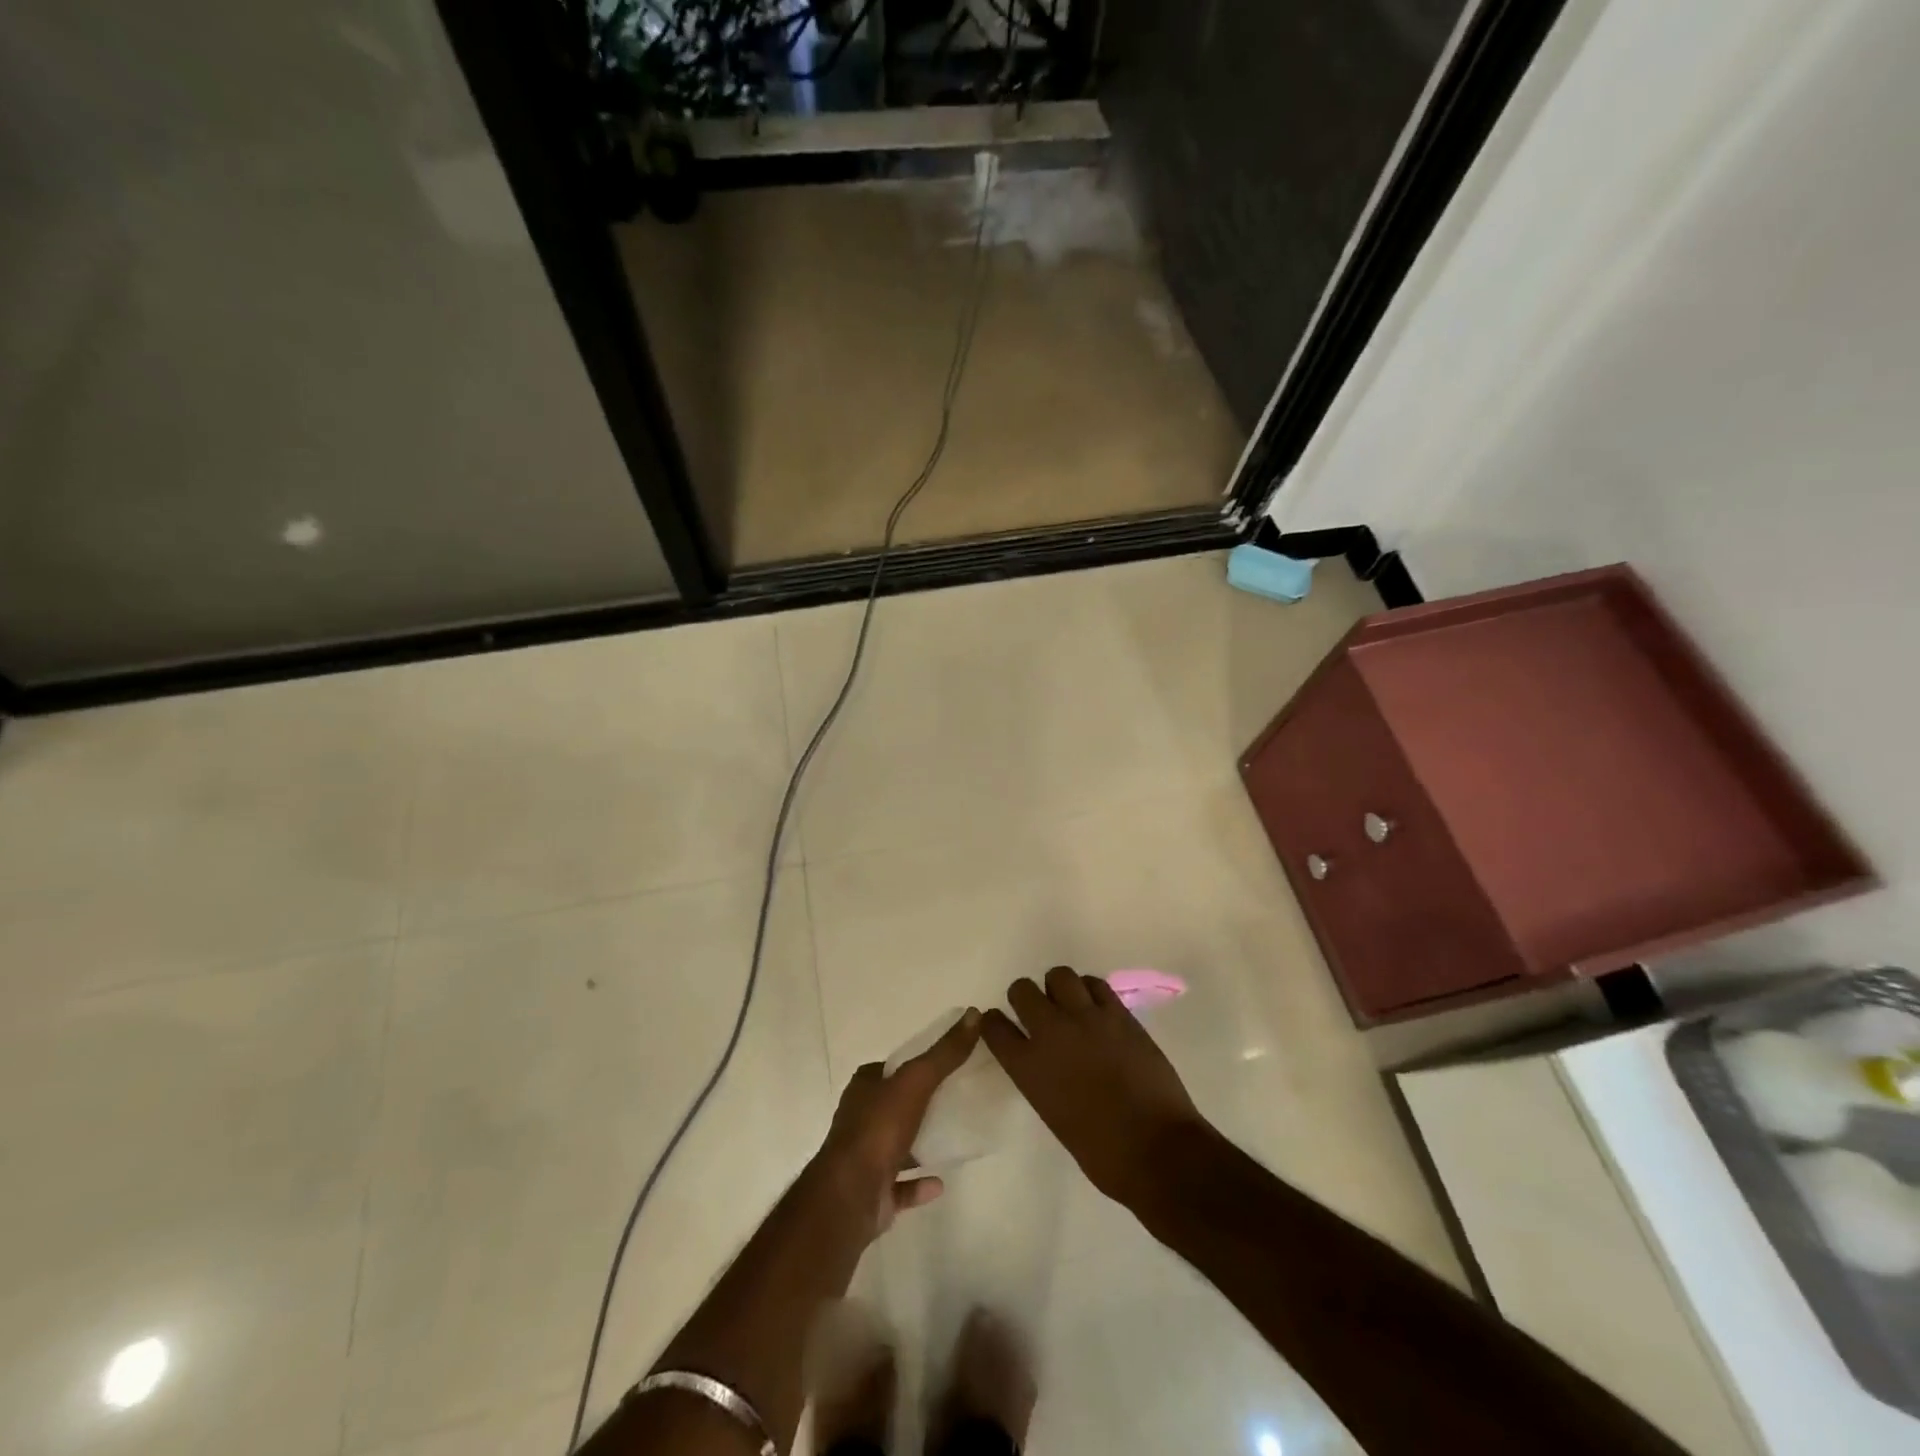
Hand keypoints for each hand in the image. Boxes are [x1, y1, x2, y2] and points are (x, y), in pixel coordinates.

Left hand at [813, 1009, 980, 1236]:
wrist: (850, 1195)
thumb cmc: (879, 1129)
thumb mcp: (916, 1081)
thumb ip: (944, 1053)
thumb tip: (973, 1013)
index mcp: (863, 1089)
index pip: (887, 1070)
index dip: (911, 1067)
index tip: (941, 1067)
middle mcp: (860, 1120)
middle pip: (892, 1106)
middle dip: (916, 1104)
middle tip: (953, 1100)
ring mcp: (864, 1159)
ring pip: (894, 1145)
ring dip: (917, 1144)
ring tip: (950, 1139)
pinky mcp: (872, 1193)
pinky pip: (900, 1186)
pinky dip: (918, 1184)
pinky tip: (940, 1183)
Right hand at [982, 968, 1205, 1207]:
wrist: (1156, 1149)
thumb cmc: (1101, 1152)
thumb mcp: (1053, 1114)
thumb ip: (1041, 1078)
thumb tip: (1047, 1063)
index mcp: (1028, 1067)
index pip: (994, 1026)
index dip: (995, 1023)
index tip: (1002, 1026)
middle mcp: (1051, 1033)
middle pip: (1021, 990)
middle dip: (1025, 998)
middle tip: (1038, 1012)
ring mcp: (1086, 1018)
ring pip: (1059, 975)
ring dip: (1058, 988)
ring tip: (1069, 1004)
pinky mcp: (1119, 1014)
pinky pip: (1095, 984)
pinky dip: (1090, 990)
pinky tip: (1096, 1007)